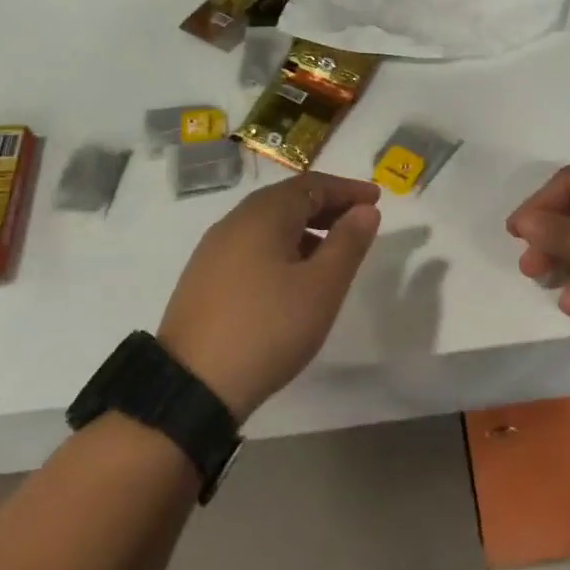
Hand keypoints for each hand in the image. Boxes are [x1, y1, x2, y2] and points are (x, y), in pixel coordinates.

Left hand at [159, 173, 381, 421]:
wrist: (193, 384)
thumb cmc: (268, 328)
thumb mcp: (321, 287)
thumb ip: (347, 243)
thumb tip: (365, 210)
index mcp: (263, 215)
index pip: (311, 185)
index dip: (346, 189)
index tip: (376, 199)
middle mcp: (234, 222)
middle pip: (287, 200)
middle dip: (326, 206)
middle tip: (359, 222)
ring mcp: (214, 250)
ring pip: (268, 224)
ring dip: (304, 229)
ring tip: (332, 253)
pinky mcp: (204, 277)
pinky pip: (251, 246)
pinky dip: (281, 247)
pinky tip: (292, 277)